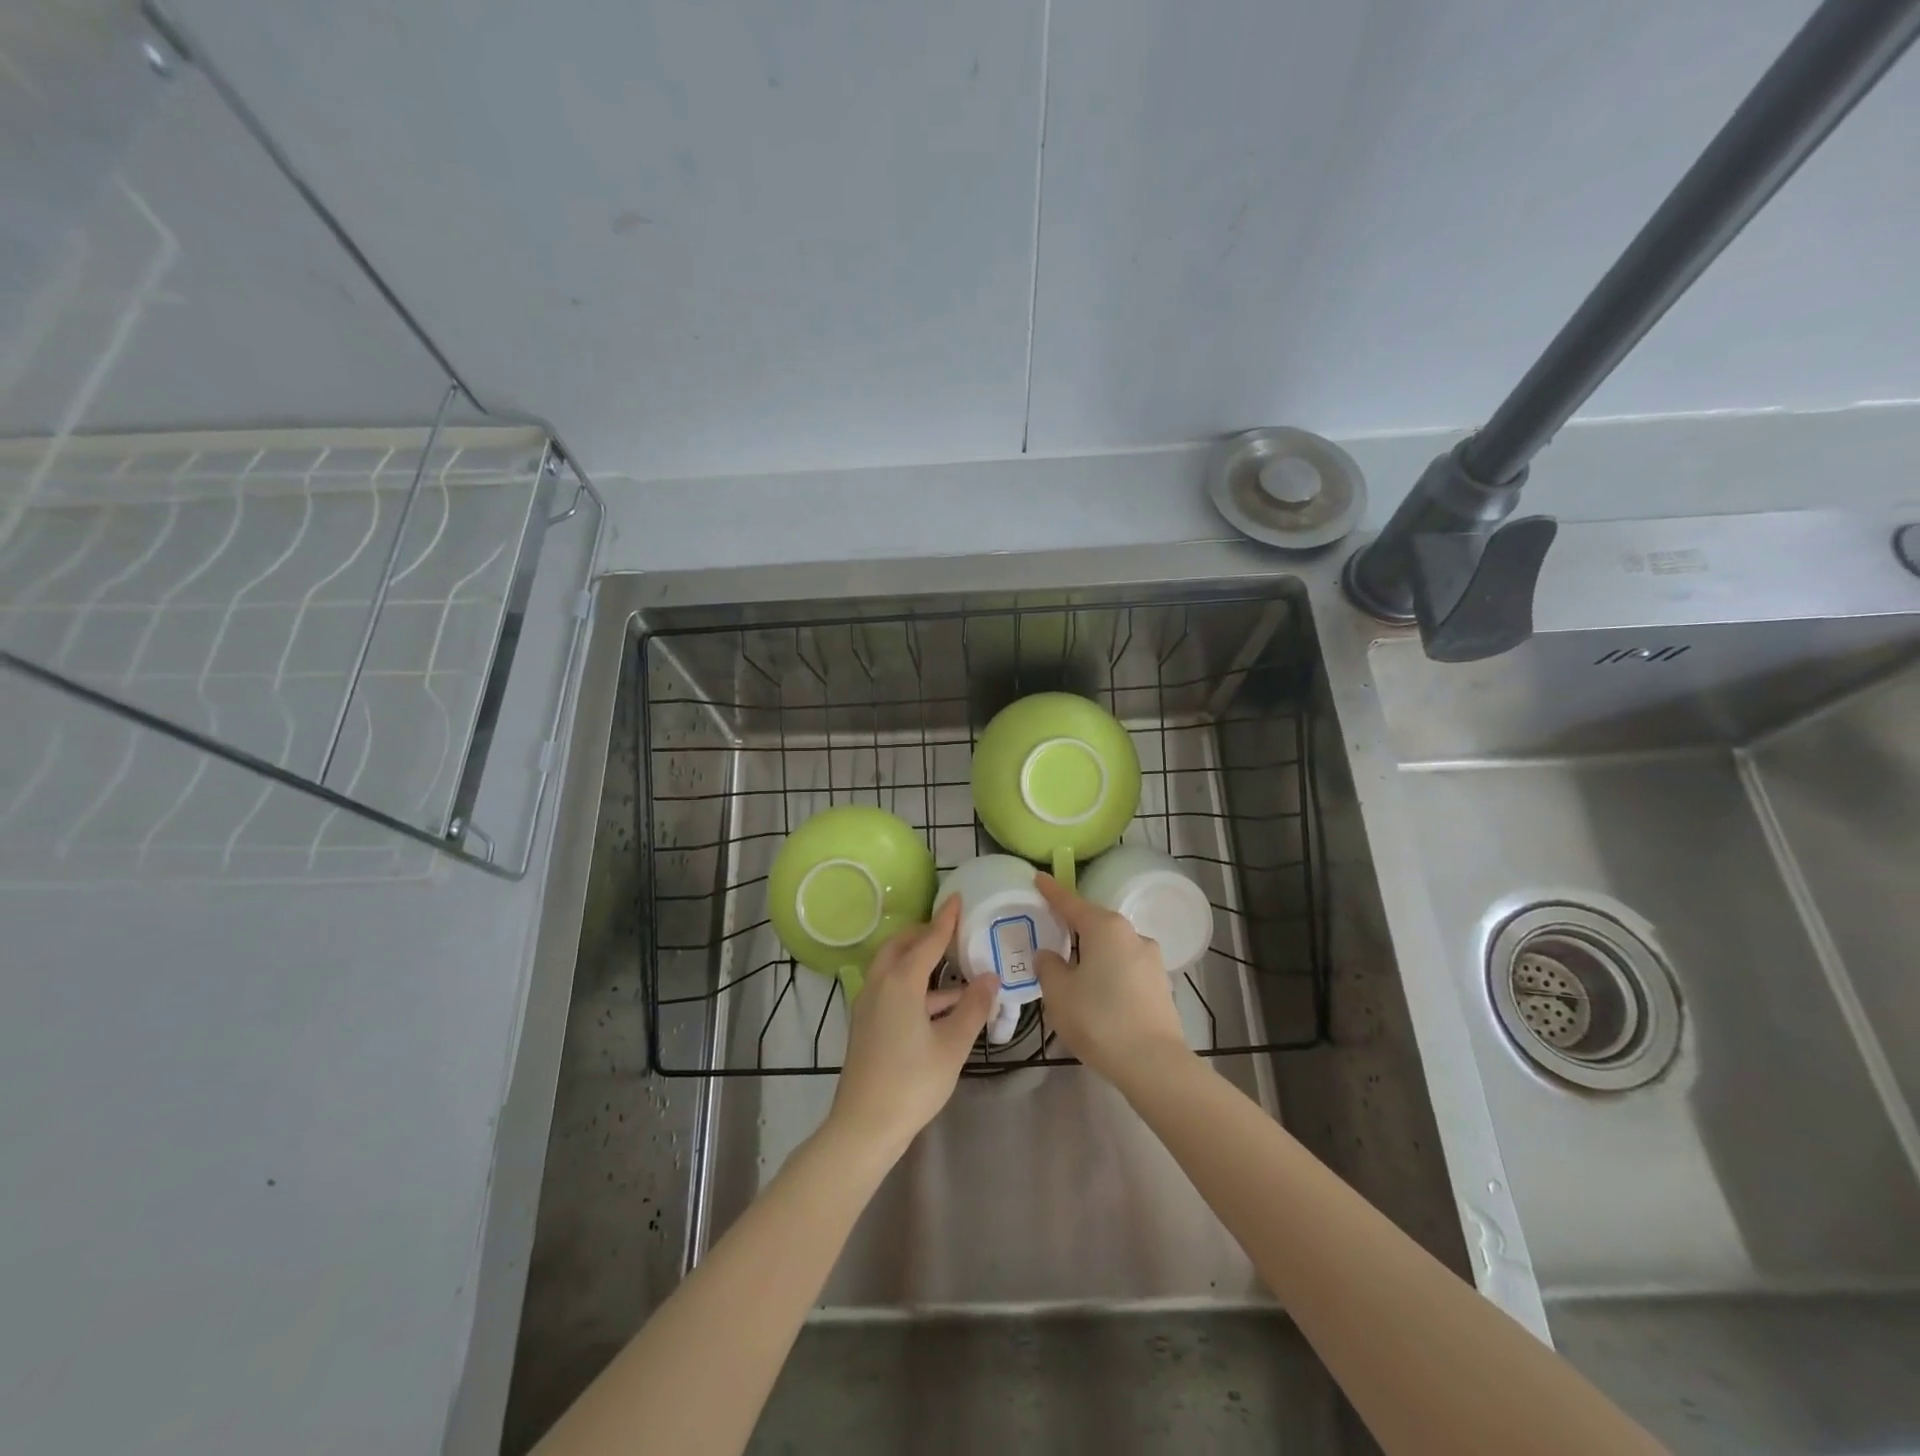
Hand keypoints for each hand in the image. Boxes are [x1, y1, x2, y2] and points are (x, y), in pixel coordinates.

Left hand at [828, 897, 994, 1159]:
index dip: (945, 920)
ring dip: (921, 962)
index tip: (957, 898)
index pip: (927, 940)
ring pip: (894, 968)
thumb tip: (990, 978)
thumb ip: (973, 1008)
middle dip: (925, 935)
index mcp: (900, 982)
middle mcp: (879, 984)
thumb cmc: (912, 1082)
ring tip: (957, 971)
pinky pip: (891, 988)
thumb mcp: (952, 1045)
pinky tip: (942, 1006)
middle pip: (901, 946)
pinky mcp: (867, 1024)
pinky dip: (914, 986)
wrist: (864, 1126)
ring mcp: (869, 1005)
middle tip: (951, 931)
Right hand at [1034, 873, 1188, 1085]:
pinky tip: (1099, 996)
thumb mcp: (1059, 993)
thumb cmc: (1099, 1019)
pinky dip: (1109, 974)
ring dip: (1093, 955)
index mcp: (1105, 928)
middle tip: (1051, 935)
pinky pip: (1126, 968)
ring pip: (1112, 948)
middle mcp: (1132, 934)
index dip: (1052, 891)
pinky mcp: (1160, 984)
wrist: (1154, 1063)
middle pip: (1095, 924)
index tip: (1038, 878)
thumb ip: (1049, 967)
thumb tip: (1050, 955)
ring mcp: (1151, 959)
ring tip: (1074, 975)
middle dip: (1074, 928)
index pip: (1071, 903)